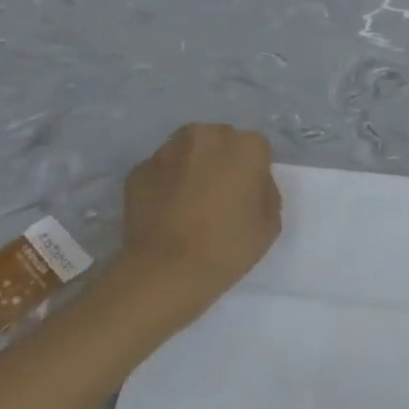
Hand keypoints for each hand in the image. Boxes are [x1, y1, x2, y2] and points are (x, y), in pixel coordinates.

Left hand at [109, 124, 281, 320]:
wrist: (167, 271)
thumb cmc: (228, 246)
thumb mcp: (271, 223)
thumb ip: (265, 191)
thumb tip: (250, 184)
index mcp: (245, 146)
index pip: (256, 148)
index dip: (253, 171)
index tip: (246, 195)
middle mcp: (206, 136)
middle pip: (219, 141)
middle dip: (220, 160)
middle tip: (218, 195)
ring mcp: (167, 151)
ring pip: (186, 151)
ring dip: (190, 167)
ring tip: (188, 202)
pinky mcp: (137, 171)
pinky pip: (159, 172)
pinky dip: (163, 184)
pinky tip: (165, 212)